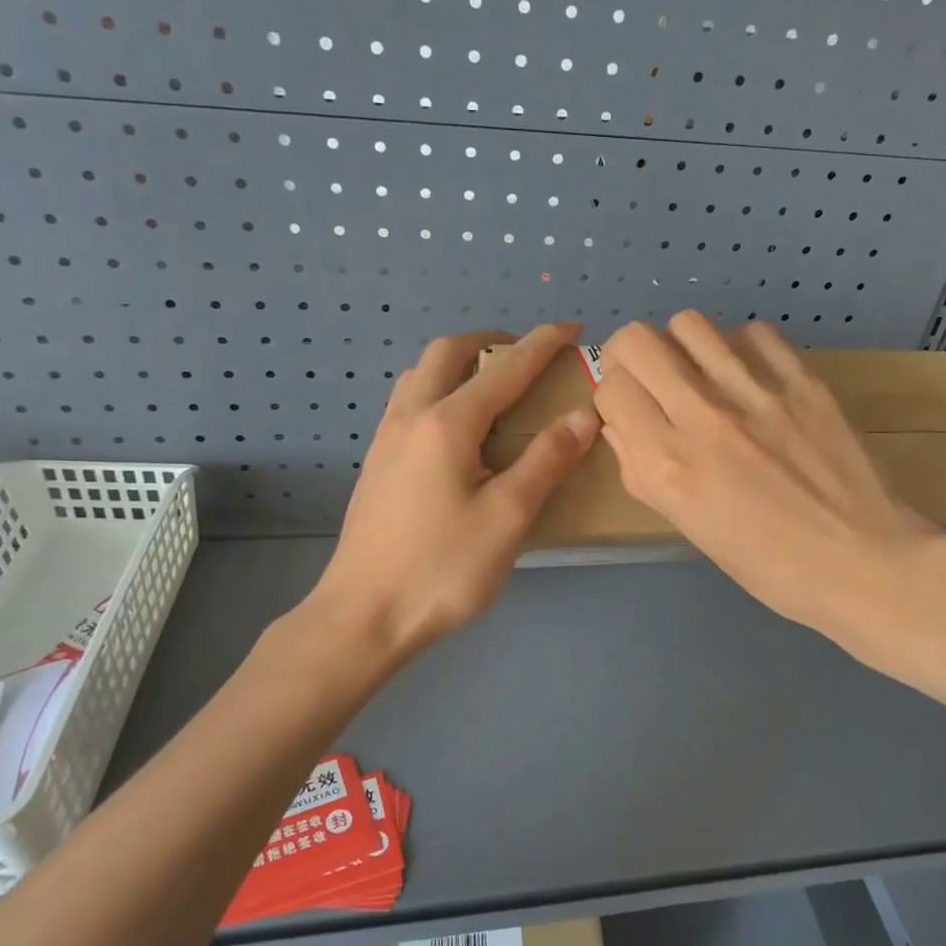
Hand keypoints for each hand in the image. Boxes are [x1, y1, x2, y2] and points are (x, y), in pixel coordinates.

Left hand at [310, 323, 599, 660]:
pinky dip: (441, 391)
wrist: (362, 616)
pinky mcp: (377, 464)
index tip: (572, 328)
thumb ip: (547, 460)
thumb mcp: (508, 517)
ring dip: (460, 365)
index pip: (504, 369)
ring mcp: (386, 440)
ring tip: (494, 388)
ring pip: (420, 376)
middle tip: (527, 357)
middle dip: (491, 342)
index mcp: (446, 424)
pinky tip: (458, 431)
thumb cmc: (441, 569)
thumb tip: (583, 416)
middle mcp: (410, 417)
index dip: (542, 345)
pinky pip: (410, 404)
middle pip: (447, 353)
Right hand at [593, 312, 945, 652]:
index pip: (611, 387)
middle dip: (630, 357)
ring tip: (702, 375)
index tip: (631, 411)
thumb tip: (619, 425)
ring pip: (689, 324)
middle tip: (651, 381)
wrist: (863, 563)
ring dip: (682, 347)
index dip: (614, 396)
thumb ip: (643, 472)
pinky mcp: (802, 381)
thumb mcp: (689, 527)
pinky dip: (739, 348)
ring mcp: (755, 393)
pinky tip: (751, 378)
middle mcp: (702, 418)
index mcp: (668, 464)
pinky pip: (752, 333)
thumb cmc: (768, 565)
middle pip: (636, 341)